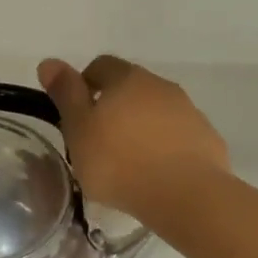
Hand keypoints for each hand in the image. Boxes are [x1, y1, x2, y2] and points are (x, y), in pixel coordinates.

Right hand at [38, 55, 229, 224]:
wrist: (186, 195)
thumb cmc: (120, 162)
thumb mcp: (79, 129)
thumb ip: (65, 94)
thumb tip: (49, 61)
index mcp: (127, 78)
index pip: (101, 66)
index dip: (84, 84)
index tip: (76, 114)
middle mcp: (161, 86)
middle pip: (131, 87)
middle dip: (114, 106)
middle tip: (97, 140)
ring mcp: (189, 112)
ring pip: (157, 111)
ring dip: (141, 126)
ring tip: (128, 161)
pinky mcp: (207, 139)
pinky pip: (178, 136)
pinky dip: (165, 146)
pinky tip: (156, 173)